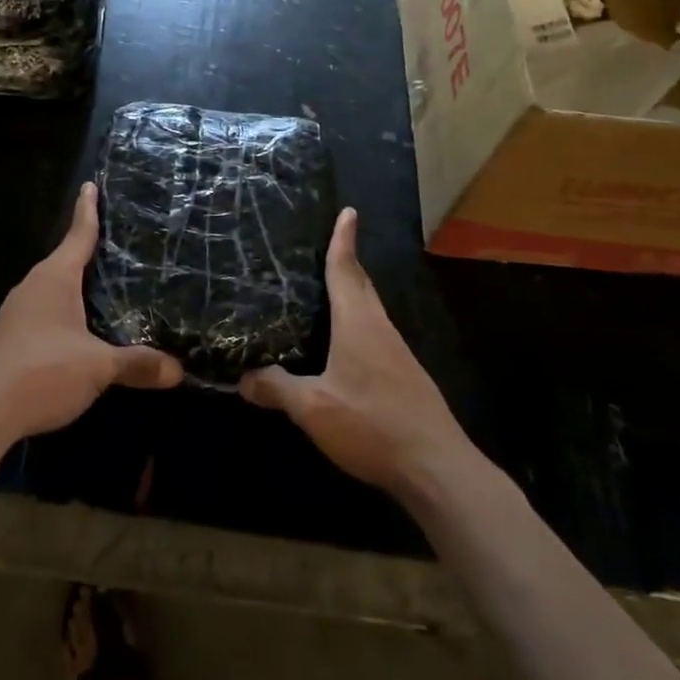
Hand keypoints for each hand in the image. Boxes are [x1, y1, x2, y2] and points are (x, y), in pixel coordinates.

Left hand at [0, 182, 184, 448]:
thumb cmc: (40, 371)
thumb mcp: (97, 367)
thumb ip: (137, 364)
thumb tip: (179, 370)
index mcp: (54, 278)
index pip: (78, 235)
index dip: (88, 210)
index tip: (90, 184)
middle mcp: (32, 287)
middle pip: (65, 261)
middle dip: (87, 252)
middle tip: (117, 243)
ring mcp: (16, 314)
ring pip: (53, 291)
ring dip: (75, 288)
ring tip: (103, 288)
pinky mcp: (8, 340)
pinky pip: (43, 315)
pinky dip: (64, 315)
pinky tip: (79, 333)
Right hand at [239, 208, 470, 499]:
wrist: (437, 467)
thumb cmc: (372, 424)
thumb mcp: (313, 409)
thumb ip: (277, 389)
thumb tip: (242, 378)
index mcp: (358, 323)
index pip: (346, 271)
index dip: (343, 240)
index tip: (348, 211)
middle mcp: (380, 329)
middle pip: (362, 285)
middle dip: (347, 261)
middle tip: (328, 243)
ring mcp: (397, 353)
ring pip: (370, 311)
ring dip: (352, 292)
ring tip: (328, 288)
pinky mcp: (404, 376)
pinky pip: (374, 334)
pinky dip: (357, 323)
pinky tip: (343, 343)